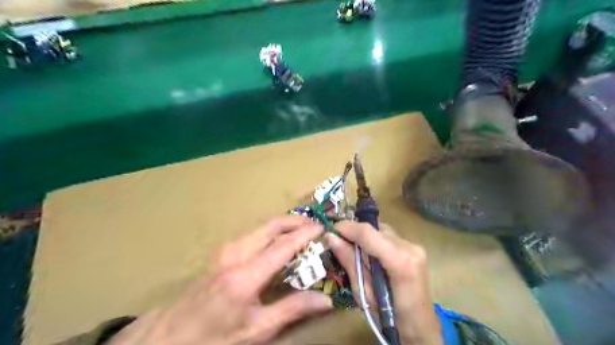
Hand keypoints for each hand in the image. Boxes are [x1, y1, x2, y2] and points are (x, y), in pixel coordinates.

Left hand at [108, 216, 334, 344]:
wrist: (169, 335)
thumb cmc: (215, 337)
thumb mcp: (257, 330)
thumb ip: (292, 310)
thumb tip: (325, 300)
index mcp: (246, 275)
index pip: (283, 245)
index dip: (306, 233)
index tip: (323, 227)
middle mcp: (236, 253)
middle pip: (272, 225)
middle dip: (296, 221)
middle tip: (315, 225)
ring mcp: (227, 249)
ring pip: (263, 227)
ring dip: (284, 225)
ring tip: (303, 231)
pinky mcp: (223, 251)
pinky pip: (255, 234)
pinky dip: (273, 232)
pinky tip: (280, 242)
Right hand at [326, 221, 442, 344]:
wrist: (420, 328)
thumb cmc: (390, 318)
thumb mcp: (364, 292)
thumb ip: (349, 261)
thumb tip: (331, 237)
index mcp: (400, 261)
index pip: (368, 233)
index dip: (347, 227)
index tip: (330, 229)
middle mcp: (410, 247)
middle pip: (375, 228)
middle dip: (354, 231)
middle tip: (338, 241)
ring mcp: (414, 246)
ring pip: (381, 230)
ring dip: (365, 236)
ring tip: (352, 249)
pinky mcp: (415, 248)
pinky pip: (388, 236)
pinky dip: (374, 240)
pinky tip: (369, 254)